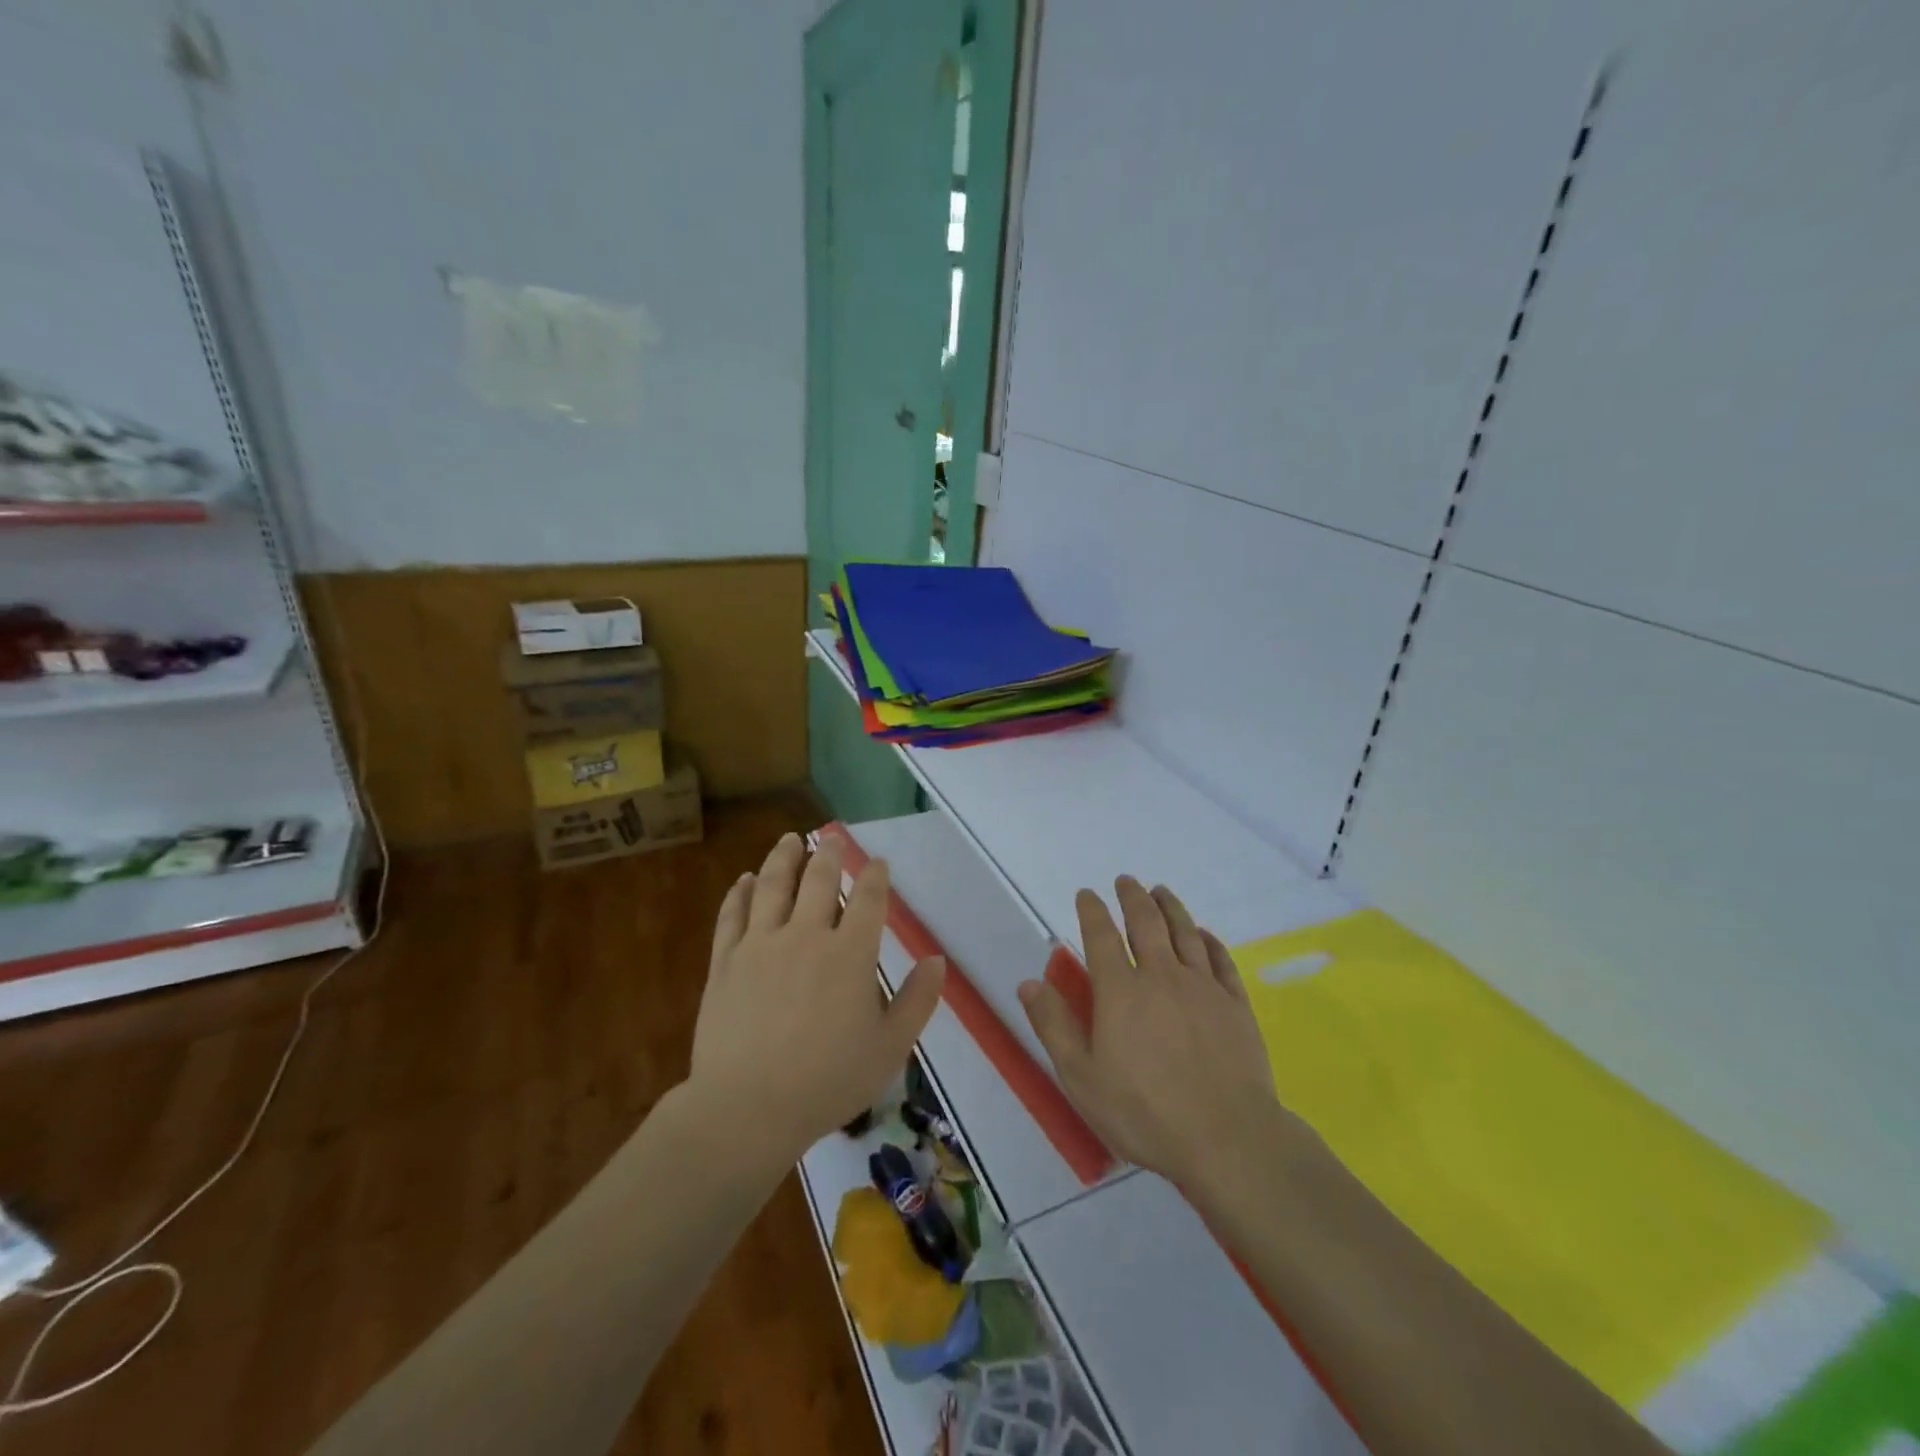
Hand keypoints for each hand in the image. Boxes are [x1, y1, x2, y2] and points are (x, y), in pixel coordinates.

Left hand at [688, 833, 945, 1165]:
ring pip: (773, 886)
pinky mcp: (725, 961)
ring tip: (790, 840)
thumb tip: (937, 960)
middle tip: (831, 838)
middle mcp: (806, 935)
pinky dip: (740, 893)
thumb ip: (917, 1000)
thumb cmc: (828, 1081)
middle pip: (819, 880)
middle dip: (828, 854)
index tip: (878, 863)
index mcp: (850, 954)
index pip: (869, 900)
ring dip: (784, 858)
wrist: (748, 1108)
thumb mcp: (890, 1048)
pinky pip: (733, 915)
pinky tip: (745, 879)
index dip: (875, 876)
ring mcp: (760, 945)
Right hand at [1018, 877, 1296, 1188]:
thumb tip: (1029, 982)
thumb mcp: (1082, 1077)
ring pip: (1185, 932)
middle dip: (1132, 897)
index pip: (1101, 936)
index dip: (1092, 911)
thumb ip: (1054, 1025)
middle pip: (1146, 923)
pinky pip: (1221, 961)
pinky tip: (1204, 934)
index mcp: (1120, 991)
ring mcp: (1203, 988)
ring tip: (1161, 891)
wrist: (1227, 1139)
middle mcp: (1161, 976)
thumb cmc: (1145, 1112)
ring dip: (1170, 907)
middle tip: (1126, 881)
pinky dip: (1210, 941)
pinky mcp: (1235, 1005)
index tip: (1086, 894)